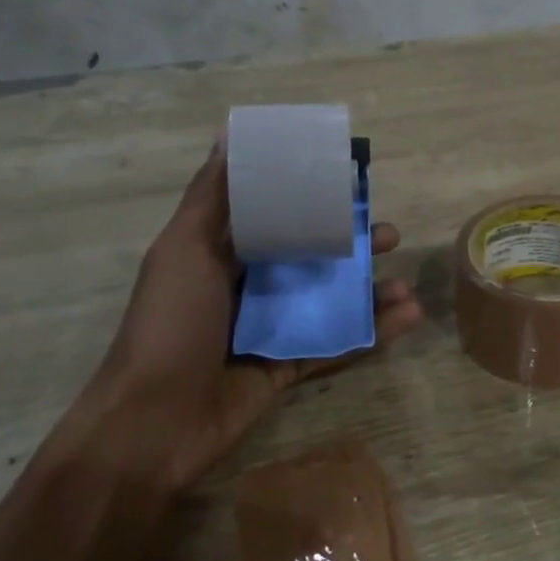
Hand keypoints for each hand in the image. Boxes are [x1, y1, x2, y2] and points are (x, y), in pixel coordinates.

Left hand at [59, 141, 423, 491]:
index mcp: (221, 254)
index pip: (276, 216)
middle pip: (312, 257)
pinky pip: (337, 343)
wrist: (151, 426)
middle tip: (389, 237)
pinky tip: (408, 316)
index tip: (352, 184)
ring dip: (370, 290)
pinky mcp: (288, 366)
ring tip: (404, 284)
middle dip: (352, 246)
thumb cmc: (169, 326)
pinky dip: (373, 331)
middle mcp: (249, 286)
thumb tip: (229, 133)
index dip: (313, 199)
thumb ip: (212, 196)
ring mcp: (271, 328)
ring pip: (330, 301)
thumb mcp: (185, 250)